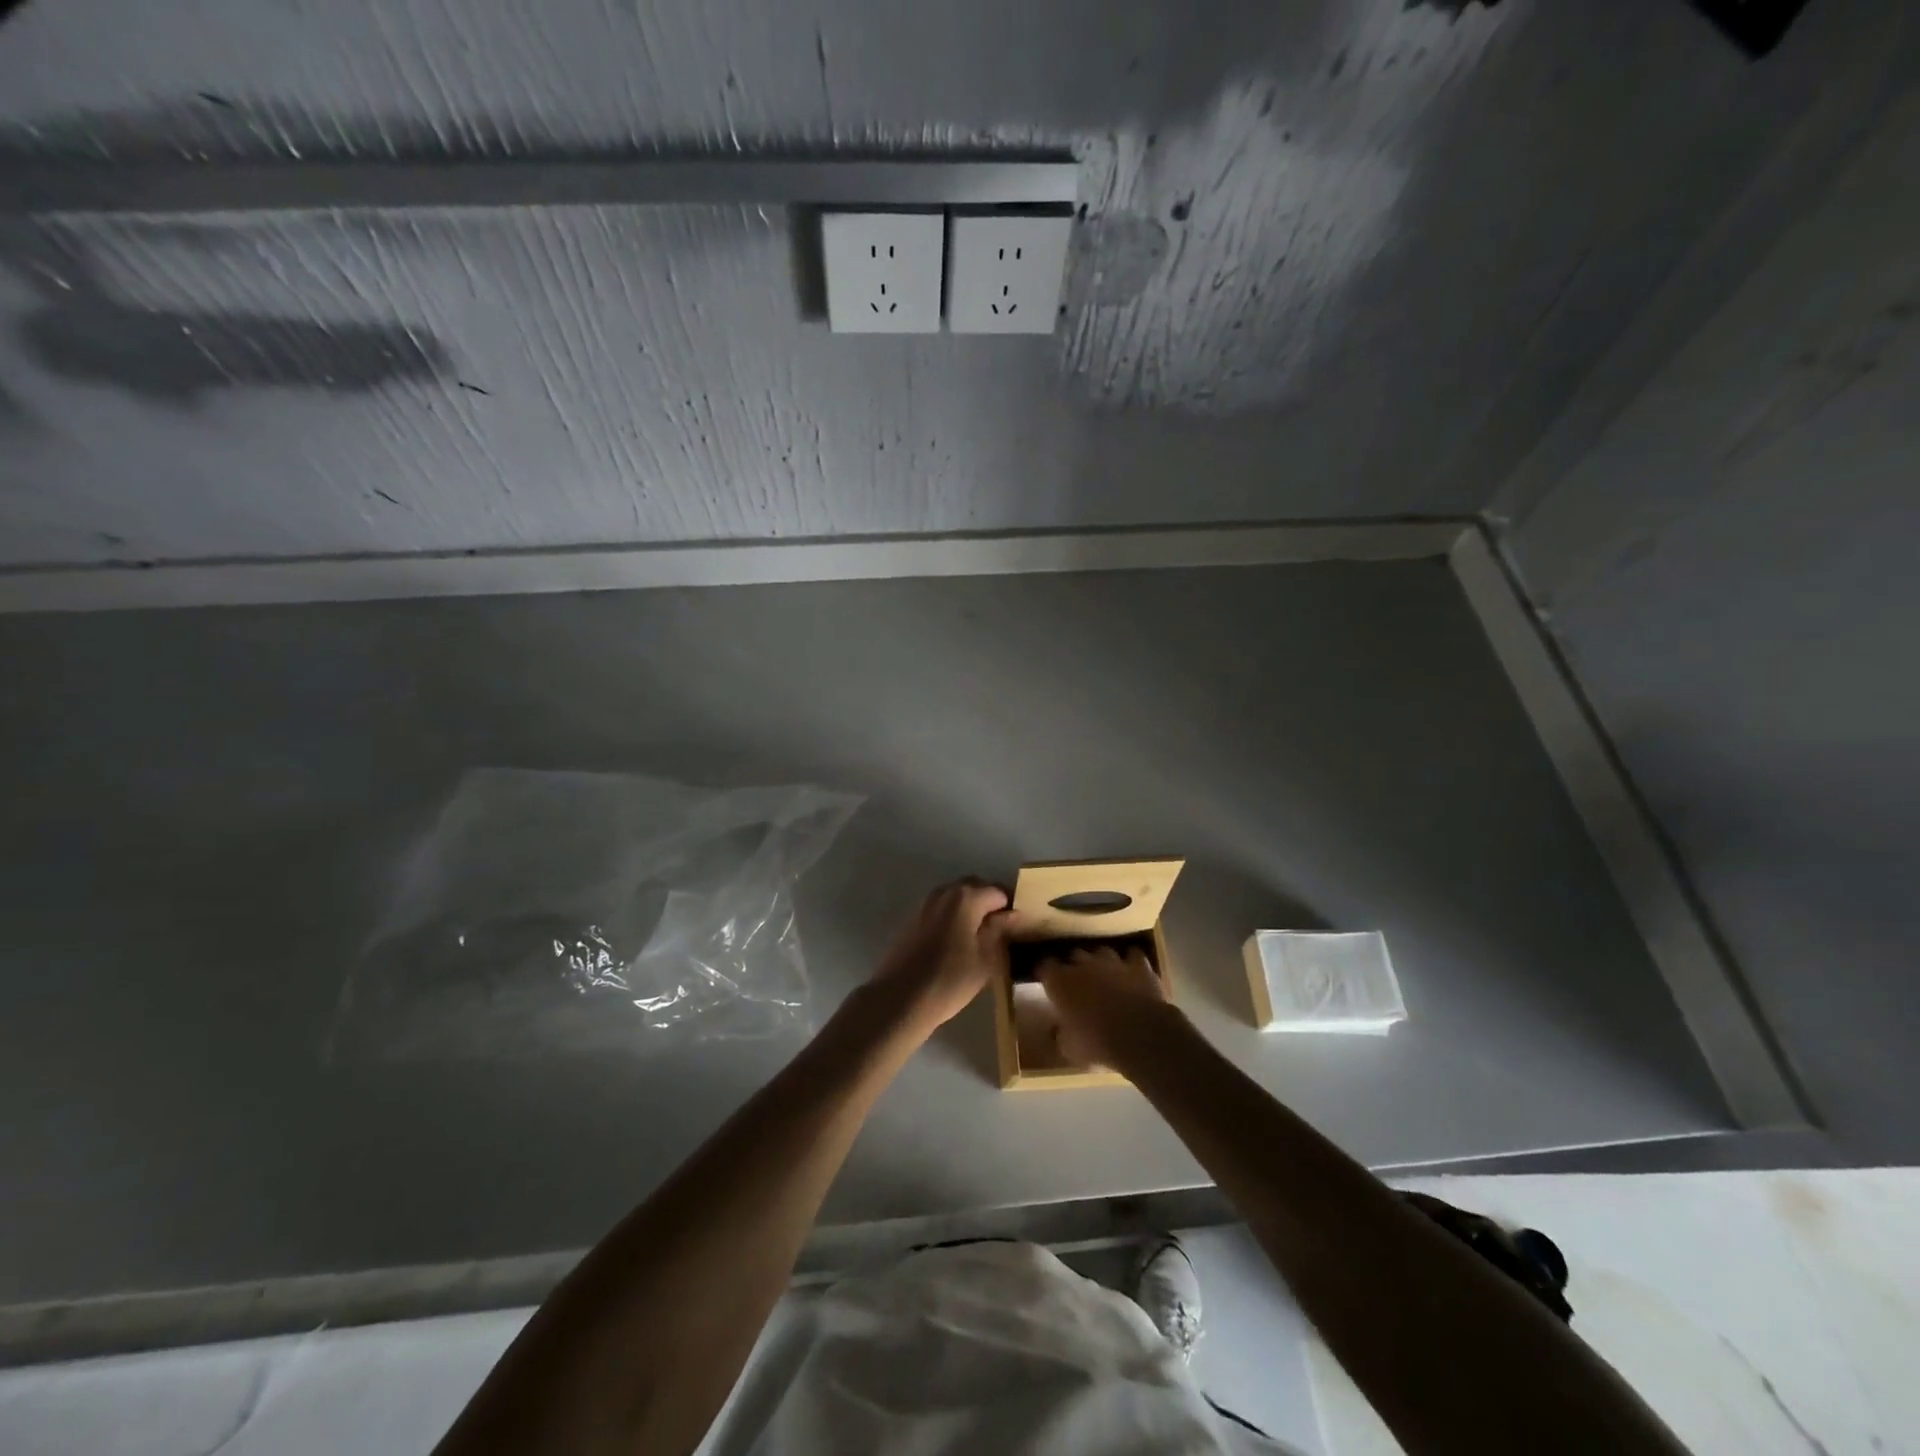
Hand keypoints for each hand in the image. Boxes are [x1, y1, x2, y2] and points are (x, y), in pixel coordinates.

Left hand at [869, 879, 1016, 1036]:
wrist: (900, 998)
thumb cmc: (950, 980)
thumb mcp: (985, 959)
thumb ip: (999, 931)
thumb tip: (1012, 915)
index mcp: (966, 897)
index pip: (998, 891)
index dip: (1011, 906)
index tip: (1018, 925)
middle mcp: (944, 892)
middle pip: (974, 887)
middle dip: (989, 902)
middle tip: (1001, 928)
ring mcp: (924, 903)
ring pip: (954, 897)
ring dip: (969, 908)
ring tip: (979, 936)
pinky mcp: (911, 918)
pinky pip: (939, 908)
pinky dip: (952, 916)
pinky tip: (955, 941)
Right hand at [1036, 944, 1174, 1069]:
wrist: (1140, 1035)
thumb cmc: (1097, 1043)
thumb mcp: (1069, 1049)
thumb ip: (1060, 1035)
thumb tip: (1056, 1031)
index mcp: (1060, 982)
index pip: (1045, 967)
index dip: (1046, 973)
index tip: (1046, 981)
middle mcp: (1084, 965)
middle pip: (1074, 955)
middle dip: (1074, 966)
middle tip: (1077, 982)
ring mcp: (1113, 962)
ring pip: (1102, 952)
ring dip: (1102, 962)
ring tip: (1105, 976)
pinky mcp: (1139, 966)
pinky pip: (1134, 956)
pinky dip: (1132, 963)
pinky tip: (1133, 973)